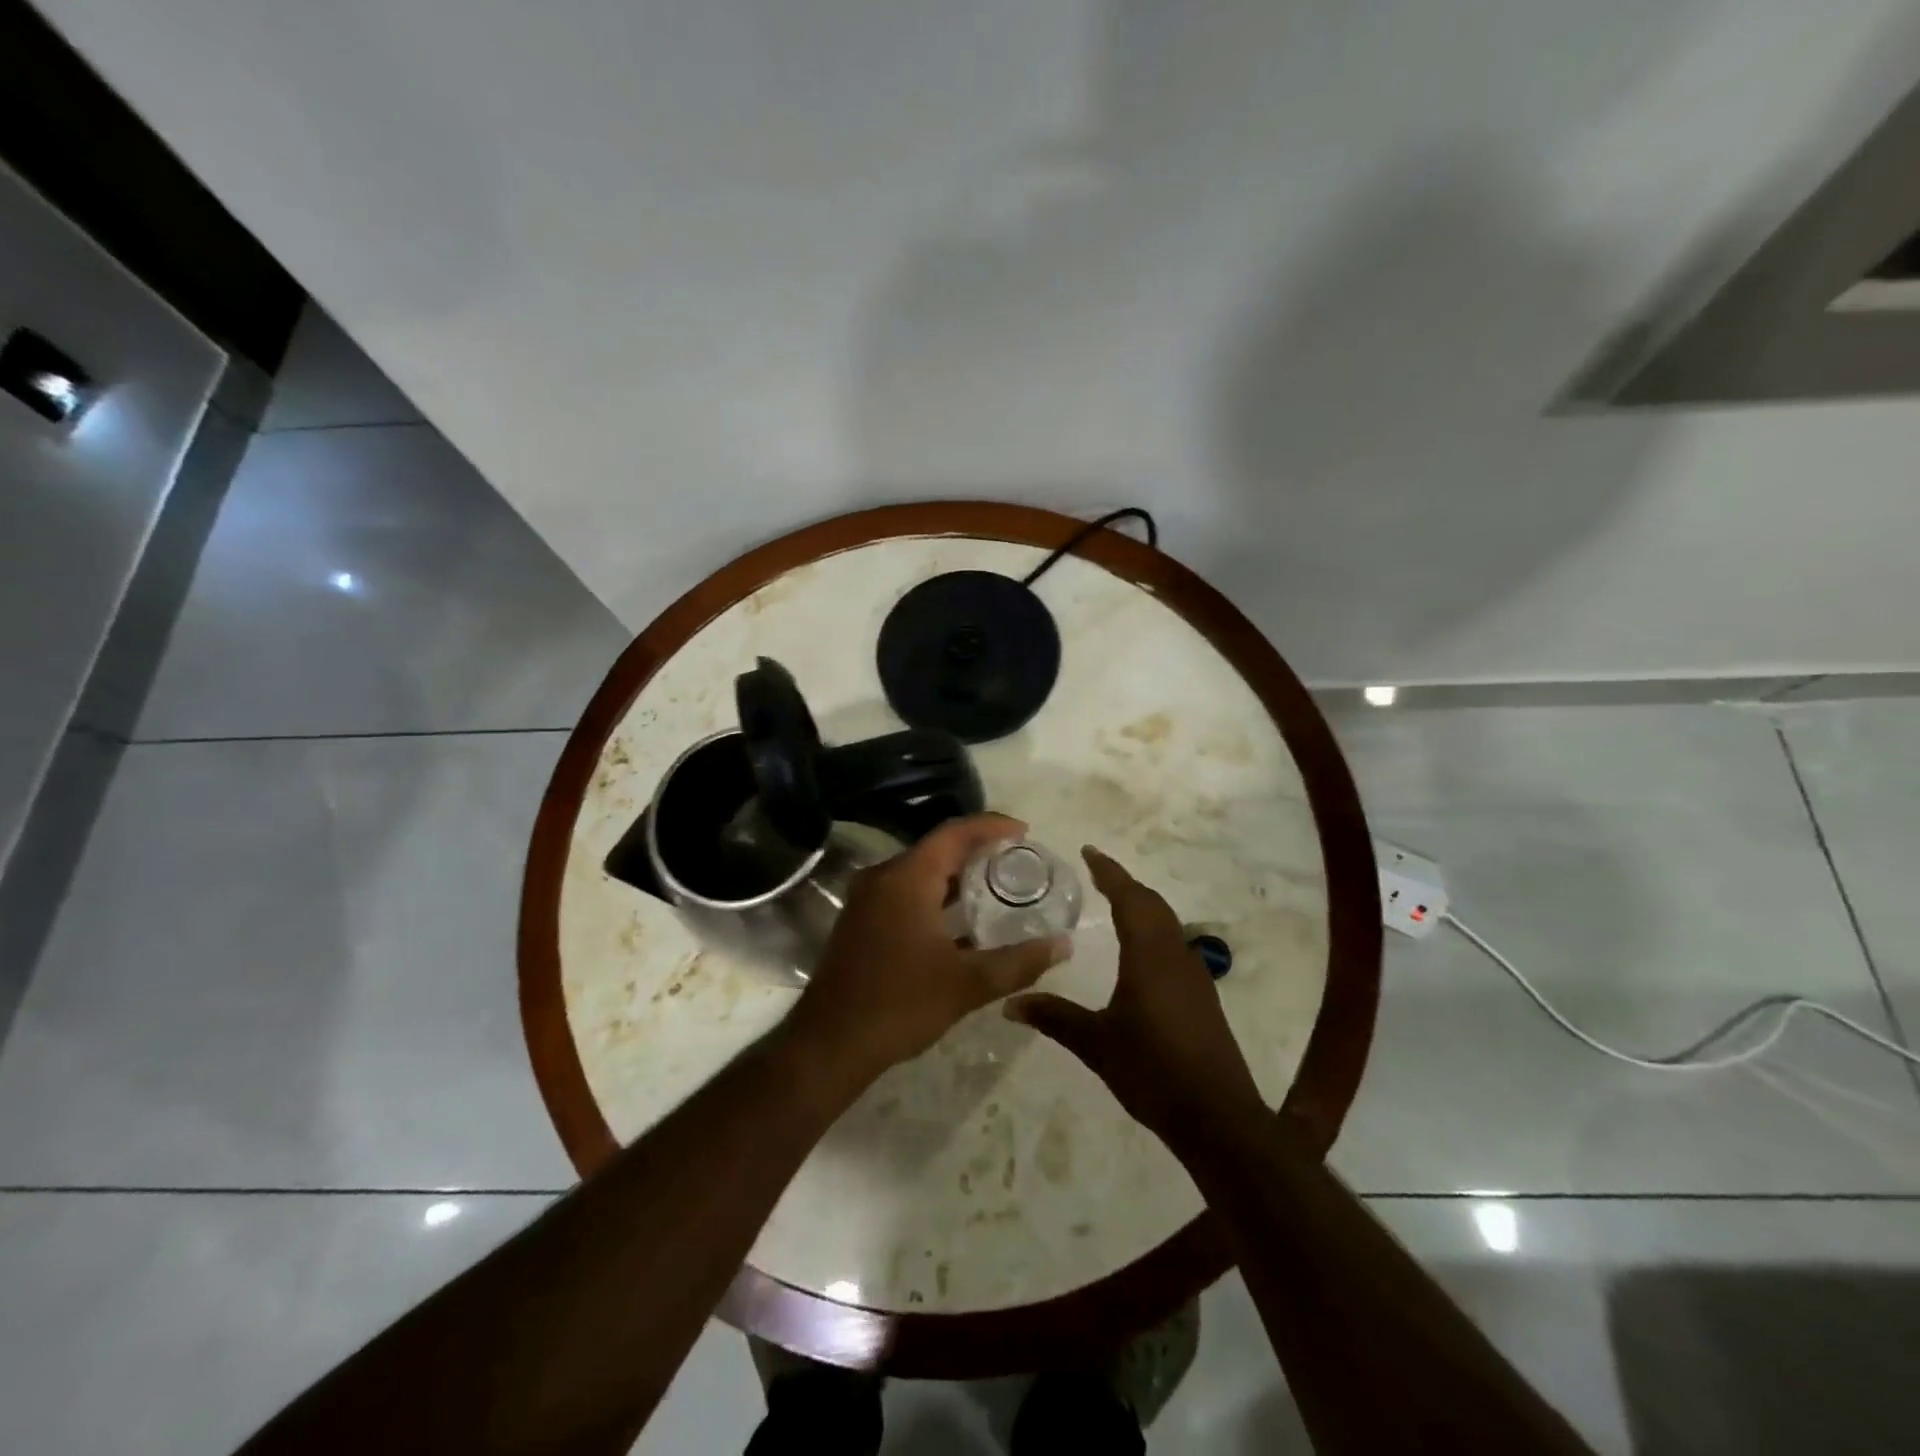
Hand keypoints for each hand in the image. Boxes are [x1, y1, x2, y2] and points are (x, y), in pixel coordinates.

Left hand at [786, 814, 1070, 1087]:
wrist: (829, 1044)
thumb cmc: (900, 1004)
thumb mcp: (968, 984)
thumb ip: (1019, 962)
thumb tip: (1063, 945)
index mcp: (907, 878)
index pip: (954, 833)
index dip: (991, 826)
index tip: (1025, 832)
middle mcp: (883, 877)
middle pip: (937, 848)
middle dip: (977, 850)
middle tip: (1017, 860)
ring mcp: (867, 899)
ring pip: (920, 872)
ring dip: (956, 875)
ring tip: (996, 886)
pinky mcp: (861, 921)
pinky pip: (905, 892)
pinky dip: (936, 895)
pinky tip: (961, 921)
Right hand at [1005, 846, 1265, 1147]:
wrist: (1218, 1118)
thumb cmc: (1153, 1072)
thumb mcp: (1096, 1044)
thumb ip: (1054, 1018)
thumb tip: (1009, 1004)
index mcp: (1149, 956)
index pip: (1129, 899)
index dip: (1109, 872)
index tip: (1089, 851)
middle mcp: (1175, 956)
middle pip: (1152, 904)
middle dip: (1125, 884)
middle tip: (1098, 873)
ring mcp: (1194, 976)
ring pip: (1167, 924)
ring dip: (1143, 906)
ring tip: (1116, 903)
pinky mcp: (1202, 997)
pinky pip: (1174, 945)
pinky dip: (1154, 930)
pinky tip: (1140, 952)